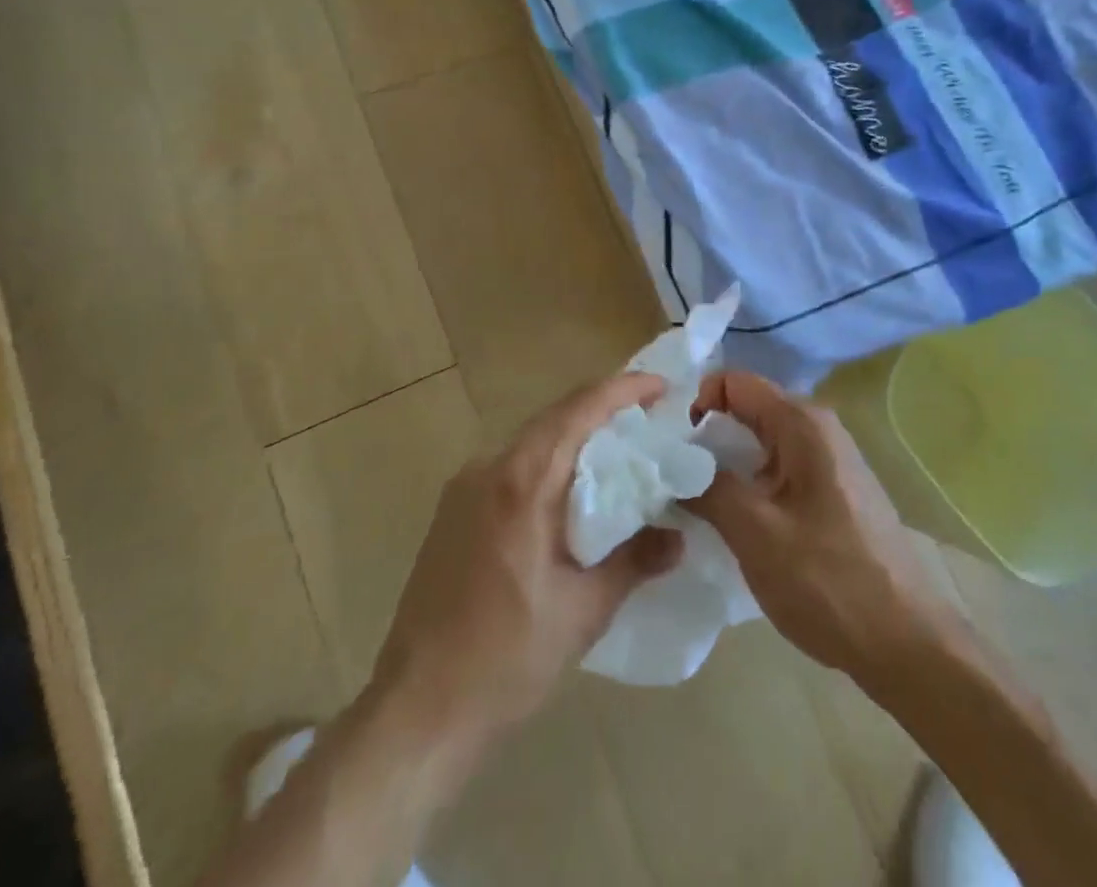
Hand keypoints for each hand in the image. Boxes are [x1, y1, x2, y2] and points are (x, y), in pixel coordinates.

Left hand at [370, 373, 683, 749]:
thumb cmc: (506, 659)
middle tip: (649, 418)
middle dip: (602, 409)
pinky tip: (569, 492)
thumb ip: (634, 562)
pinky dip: (547, 463)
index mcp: (522, 483)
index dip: (622, 390)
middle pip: (554, 418)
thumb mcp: (583, 611)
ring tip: (618, 452)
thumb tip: (679, 537)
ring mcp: (464, 488)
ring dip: (574, 437)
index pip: (578, 410)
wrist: (417, 710)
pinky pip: (510, 466)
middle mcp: (488, 469)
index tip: (661, 386)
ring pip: (531, 441)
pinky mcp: (452, 512)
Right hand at [683, 371, 962, 681]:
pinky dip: (749, 483)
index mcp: (802, 424)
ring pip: (760, 443)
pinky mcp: (832, 492)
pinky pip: (778, 469)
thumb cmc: (829, 581)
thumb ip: (707, 487)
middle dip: (706, 436)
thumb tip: (670, 463)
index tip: (670, 446)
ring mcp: (829, 461)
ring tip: (693, 499)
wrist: (907, 644)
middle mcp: (818, 429)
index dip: (697, 404)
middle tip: (670, 474)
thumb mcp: (755, 533)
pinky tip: (733, 520)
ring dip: (725, 464)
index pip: (735, 382)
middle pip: (747, 410)